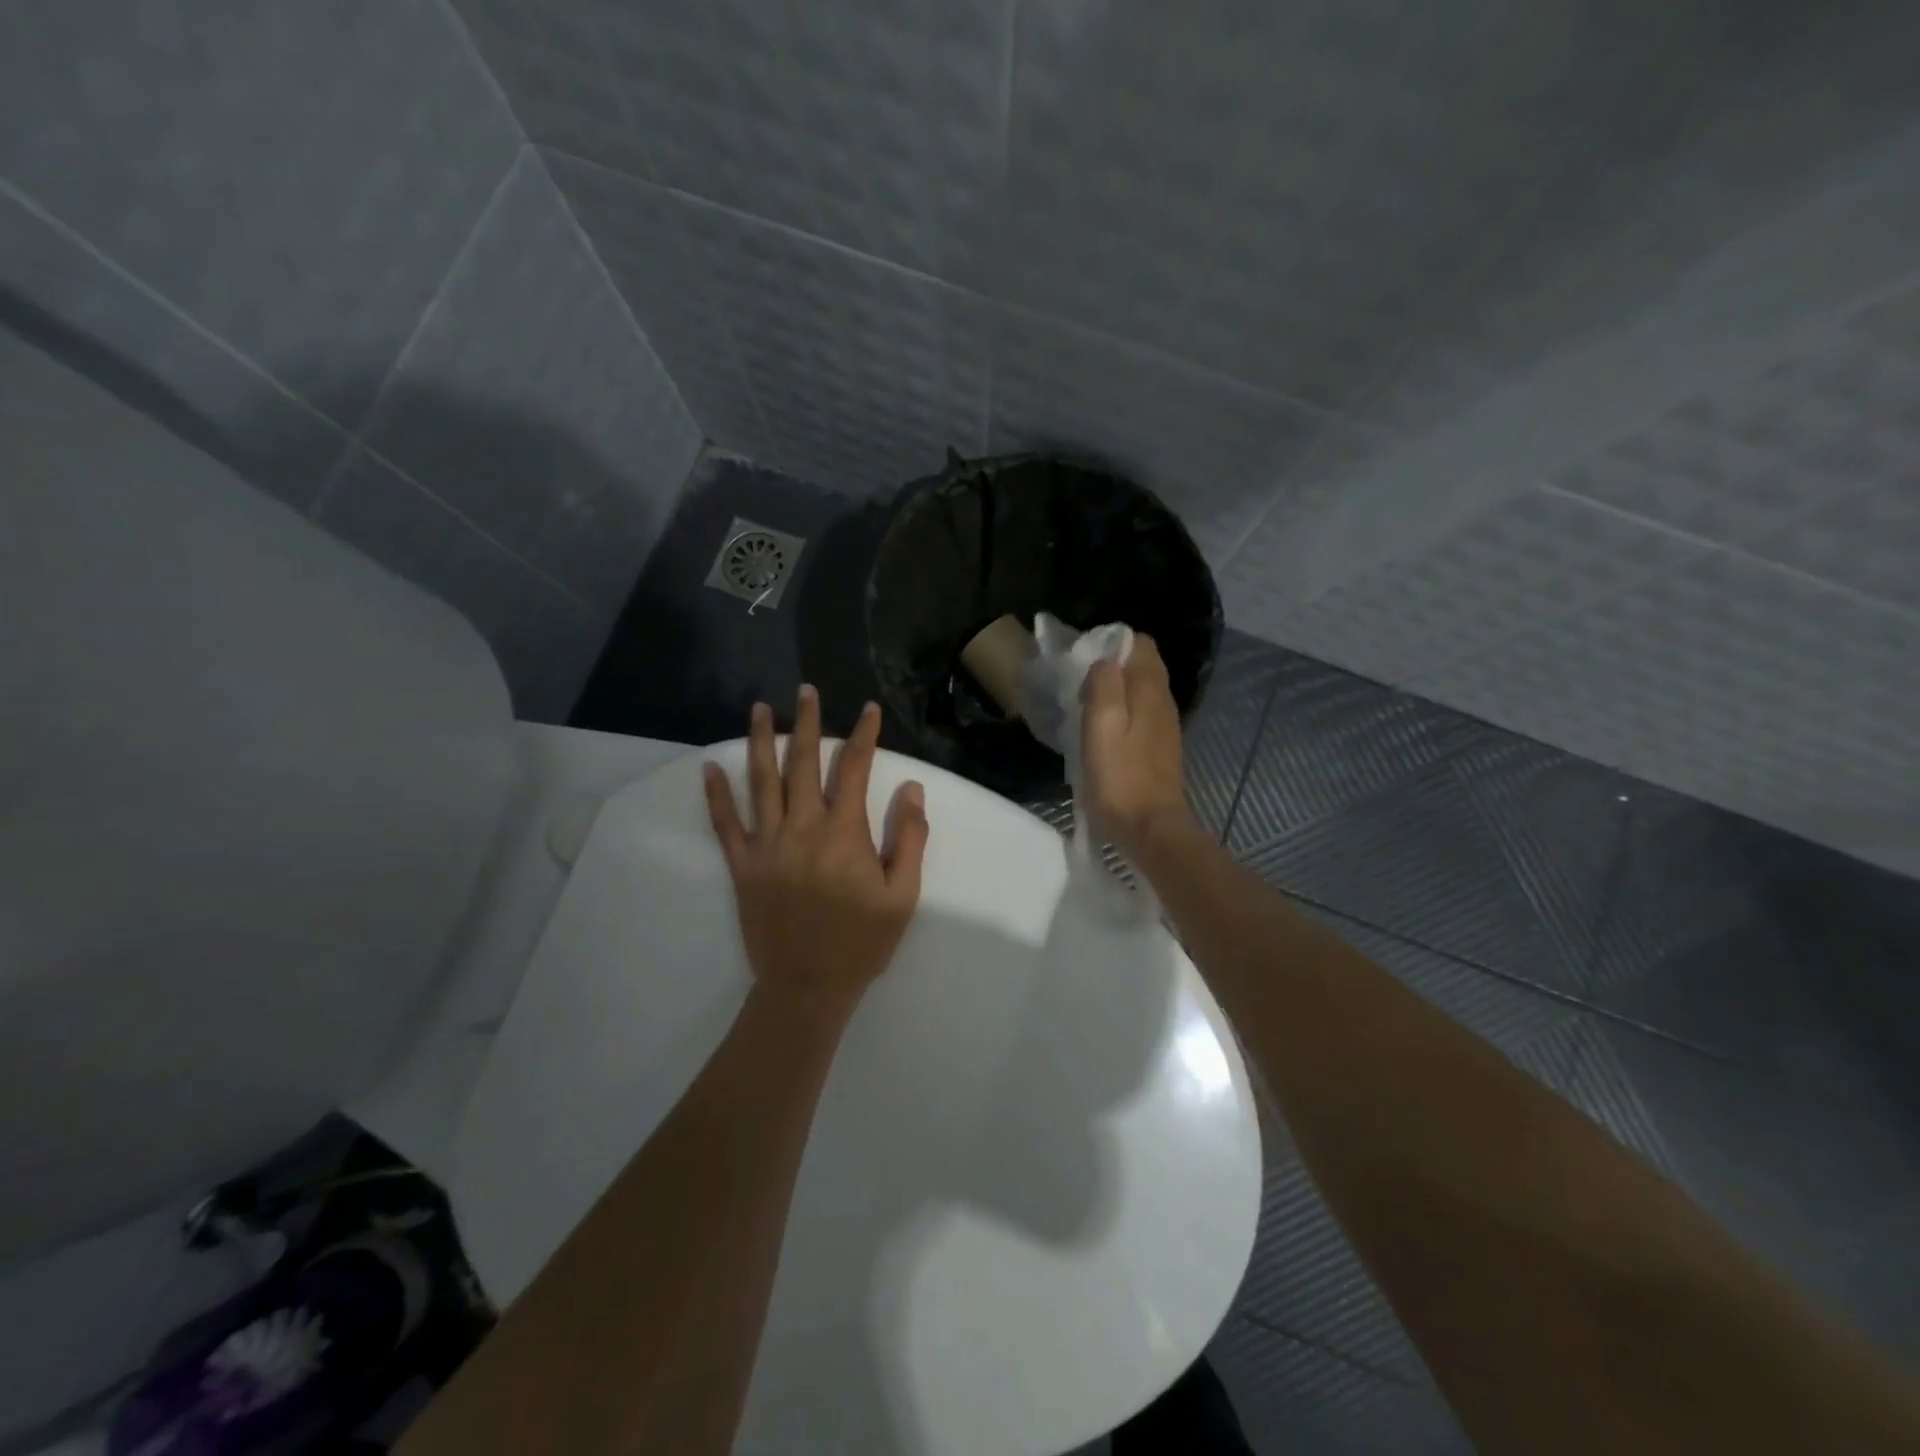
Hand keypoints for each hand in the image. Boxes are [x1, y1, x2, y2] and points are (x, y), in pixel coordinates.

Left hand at [703, 686, 928, 1023]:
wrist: (807, 989)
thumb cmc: (861, 943)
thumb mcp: (902, 896)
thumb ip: (909, 838)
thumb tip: (911, 788)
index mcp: (843, 833)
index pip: (854, 770)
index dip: (864, 736)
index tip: (870, 710)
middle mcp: (802, 828)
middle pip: (803, 764)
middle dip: (808, 723)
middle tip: (807, 691)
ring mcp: (767, 846)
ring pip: (762, 783)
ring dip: (760, 742)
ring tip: (759, 708)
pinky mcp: (743, 867)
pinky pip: (725, 825)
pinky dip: (716, 795)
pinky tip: (708, 768)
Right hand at [1081, 635, 1194, 853]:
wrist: (1150, 828)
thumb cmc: (1120, 777)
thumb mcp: (1102, 725)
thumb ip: (1104, 685)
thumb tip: (1105, 660)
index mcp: (1150, 690)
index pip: (1141, 643)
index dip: (1112, 645)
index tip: (1085, 664)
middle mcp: (1164, 701)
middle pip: (1142, 666)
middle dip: (1112, 669)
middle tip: (1081, 689)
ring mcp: (1165, 726)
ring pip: (1141, 692)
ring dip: (1115, 694)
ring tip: (1086, 712)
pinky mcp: (1160, 748)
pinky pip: (1141, 715)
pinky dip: (1122, 715)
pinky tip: (1103, 736)